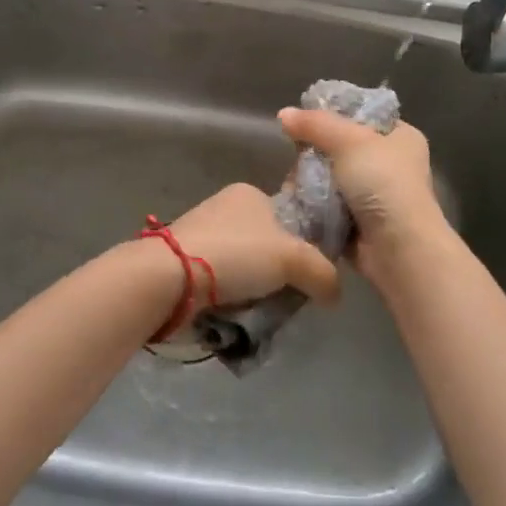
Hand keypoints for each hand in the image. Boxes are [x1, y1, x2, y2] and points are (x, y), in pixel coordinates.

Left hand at [165, 183, 341, 314]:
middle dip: (277, 272)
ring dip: (253, 287)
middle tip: (285, 297)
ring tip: (259, 311)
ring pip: (243, 265)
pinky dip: (229, 295)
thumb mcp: (293, 259)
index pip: (288, 218)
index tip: (307, 275)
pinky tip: (233, 312)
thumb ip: (323, 273)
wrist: (170, 276)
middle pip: (266, 244)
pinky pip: (219, 279)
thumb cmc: (236, 254)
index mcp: (249, 193)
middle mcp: (224, 206)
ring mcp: (201, 232)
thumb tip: (335, 295)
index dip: (302, 246)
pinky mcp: (183, 260)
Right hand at [275, 109, 447, 278]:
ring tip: (293, 182)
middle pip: (341, 148)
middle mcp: (391, 164)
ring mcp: (375, 195)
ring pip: (331, 178)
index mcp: (400, 137)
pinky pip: (328, 206)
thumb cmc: (383, 184)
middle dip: (315, 154)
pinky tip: (298, 201)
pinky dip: (314, 205)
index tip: (304, 121)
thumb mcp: (349, 141)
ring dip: (311, 181)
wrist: (399, 248)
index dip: (333, 114)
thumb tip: (283, 114)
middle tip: (296, 156)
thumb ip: (315, 124)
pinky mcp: (360, 223)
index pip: (362, 115)